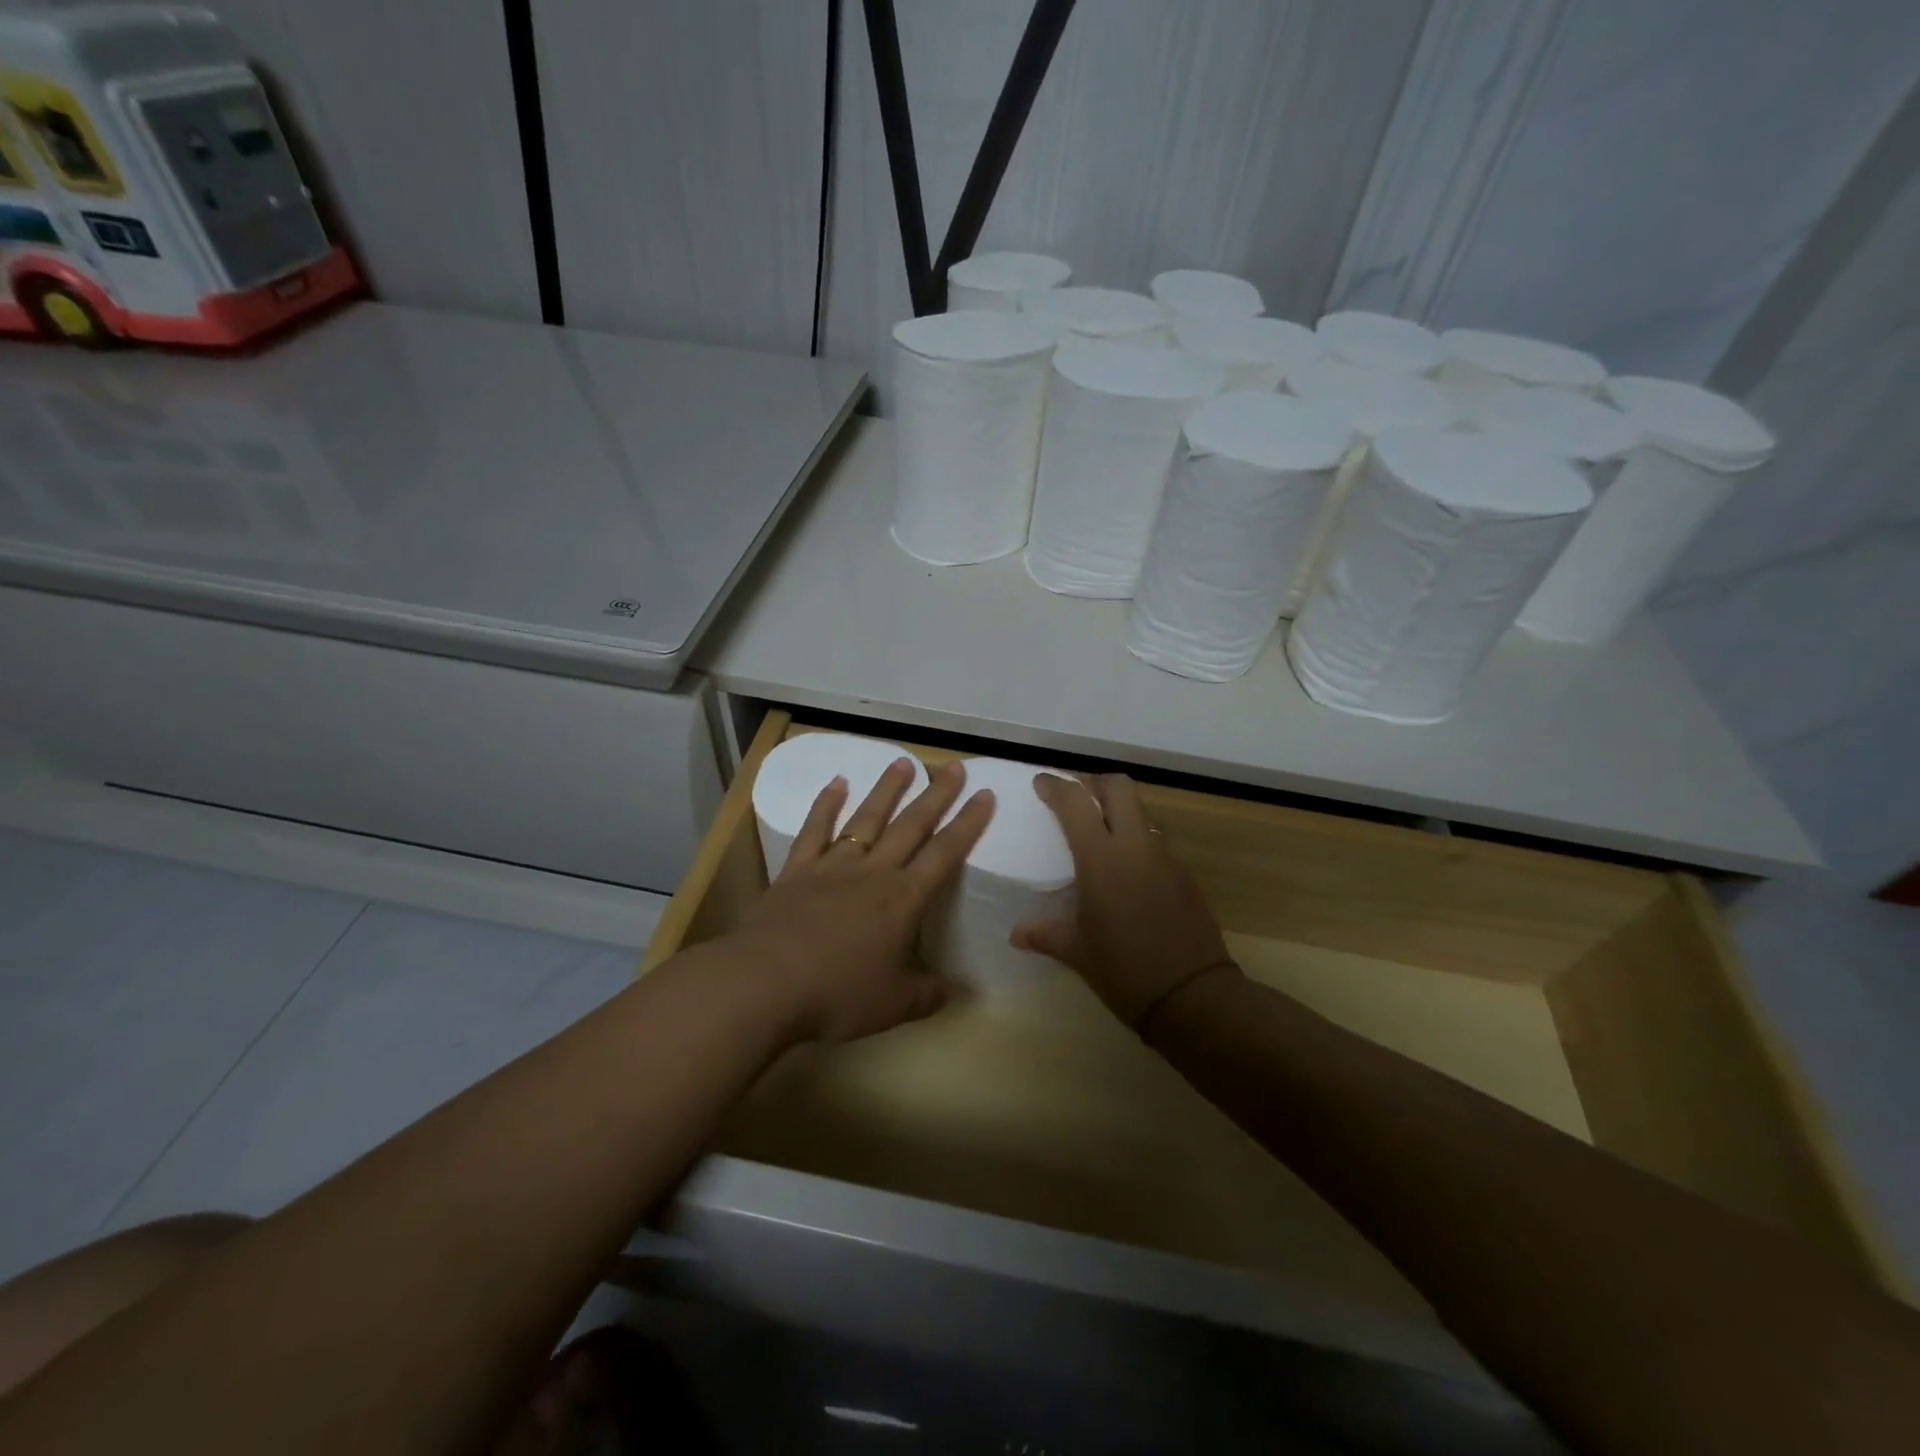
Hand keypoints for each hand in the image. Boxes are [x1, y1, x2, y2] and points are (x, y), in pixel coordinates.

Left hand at [729, 756, 993, 1043]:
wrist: (766, 984)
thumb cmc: (838, 994)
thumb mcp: (894, 1005)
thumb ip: (928, 994)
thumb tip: (958, 992)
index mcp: (903, 900)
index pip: (945, 854)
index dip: (968, 823)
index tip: (985, 794)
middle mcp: (873, 873)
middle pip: (911, 825)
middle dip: (936, 795)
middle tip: (952, 766)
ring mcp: (832, 867)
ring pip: (866, 819)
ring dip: (887, 789)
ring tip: (903, 762)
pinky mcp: (797, 871)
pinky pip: (815, 830)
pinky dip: (826, 805)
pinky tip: (836, 783)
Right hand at [1013, 773, 1235, 1029]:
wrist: (1193, 997)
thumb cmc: (1124, 971)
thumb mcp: (1077, 953)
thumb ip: (1045, 935)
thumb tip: (1017, 935)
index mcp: (1101, 859)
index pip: (1075, 802)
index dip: (1056, 786)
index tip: (1041, 783)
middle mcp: (1135, 847)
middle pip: (1119, 788)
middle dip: (1095, 784)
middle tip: (1077, 799)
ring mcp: (1165, 858)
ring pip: (1142, 814)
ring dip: (1120, 813)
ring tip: (1101, 837)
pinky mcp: (1185, 875)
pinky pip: (1156, 844)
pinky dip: (1138, 845)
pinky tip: (1129, 876)